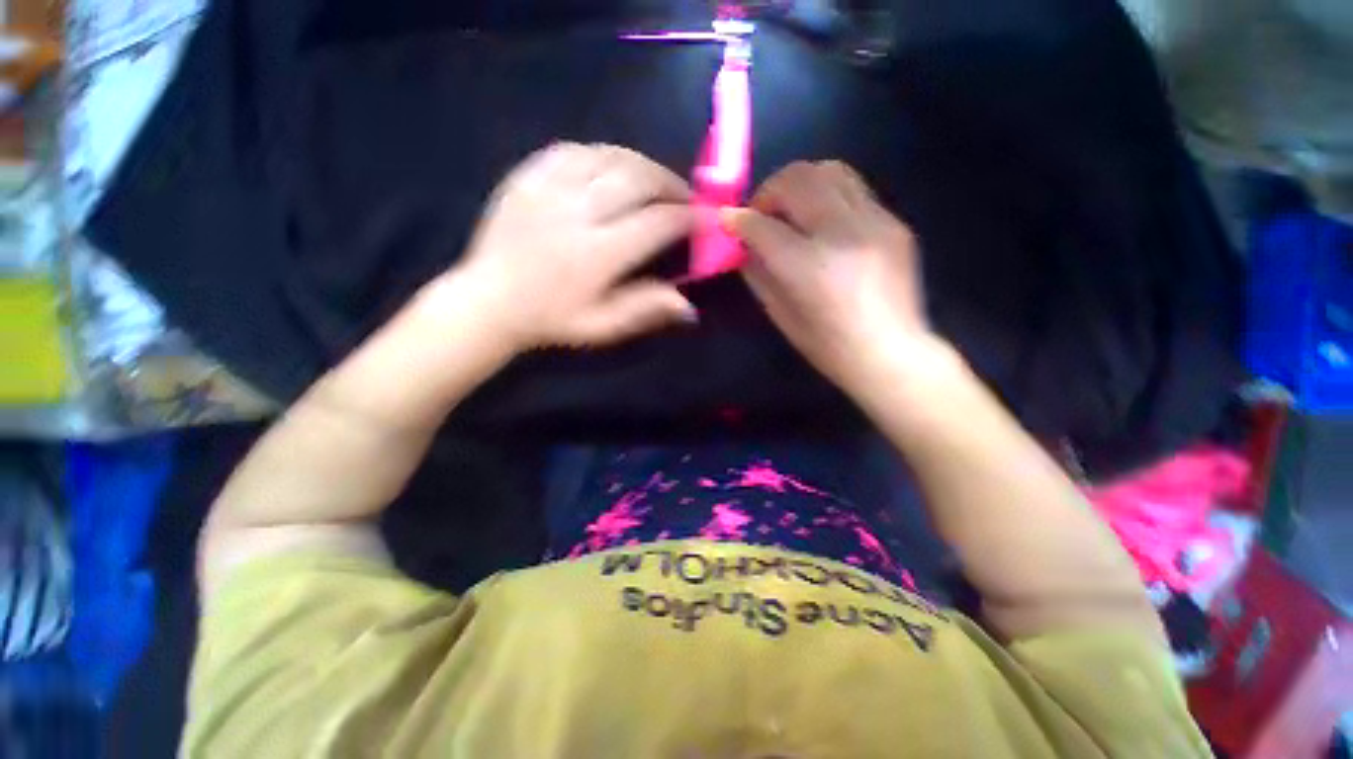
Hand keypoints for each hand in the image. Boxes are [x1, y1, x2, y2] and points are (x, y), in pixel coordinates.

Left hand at [449, 142, 697, 352]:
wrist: (489, 301)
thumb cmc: (551, 320)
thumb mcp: (601, 328)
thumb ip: (644, 311)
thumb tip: (689, 305)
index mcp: (596, 256)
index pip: (657, 223)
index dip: (689, 217)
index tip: (706, 218)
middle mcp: (576, 213)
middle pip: (638, 178)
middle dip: (671, 184)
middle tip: (685, 197)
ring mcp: (548, 188)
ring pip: (610, 156)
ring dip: (642, 165)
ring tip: (656, 182)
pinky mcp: (527, 175)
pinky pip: (575, 149)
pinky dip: (604, 155)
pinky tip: (613, 169)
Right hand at [724, 160, 945, 394]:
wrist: (891, 353)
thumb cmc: (828, 346)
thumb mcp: (781, 315)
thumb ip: (758, 273)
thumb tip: (743, 245)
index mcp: (810, 267)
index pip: (763, 226)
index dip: (738, 220)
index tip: (727, 220)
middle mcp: (843, 233)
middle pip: (798, 180)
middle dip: (769, 191)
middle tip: (761, 214)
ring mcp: (874, 221)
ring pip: (830, 170)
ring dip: (799, 184)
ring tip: (790, 210)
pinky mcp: (893, 221)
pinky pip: (853, 189)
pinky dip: (827, 196)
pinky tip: (822, 223)